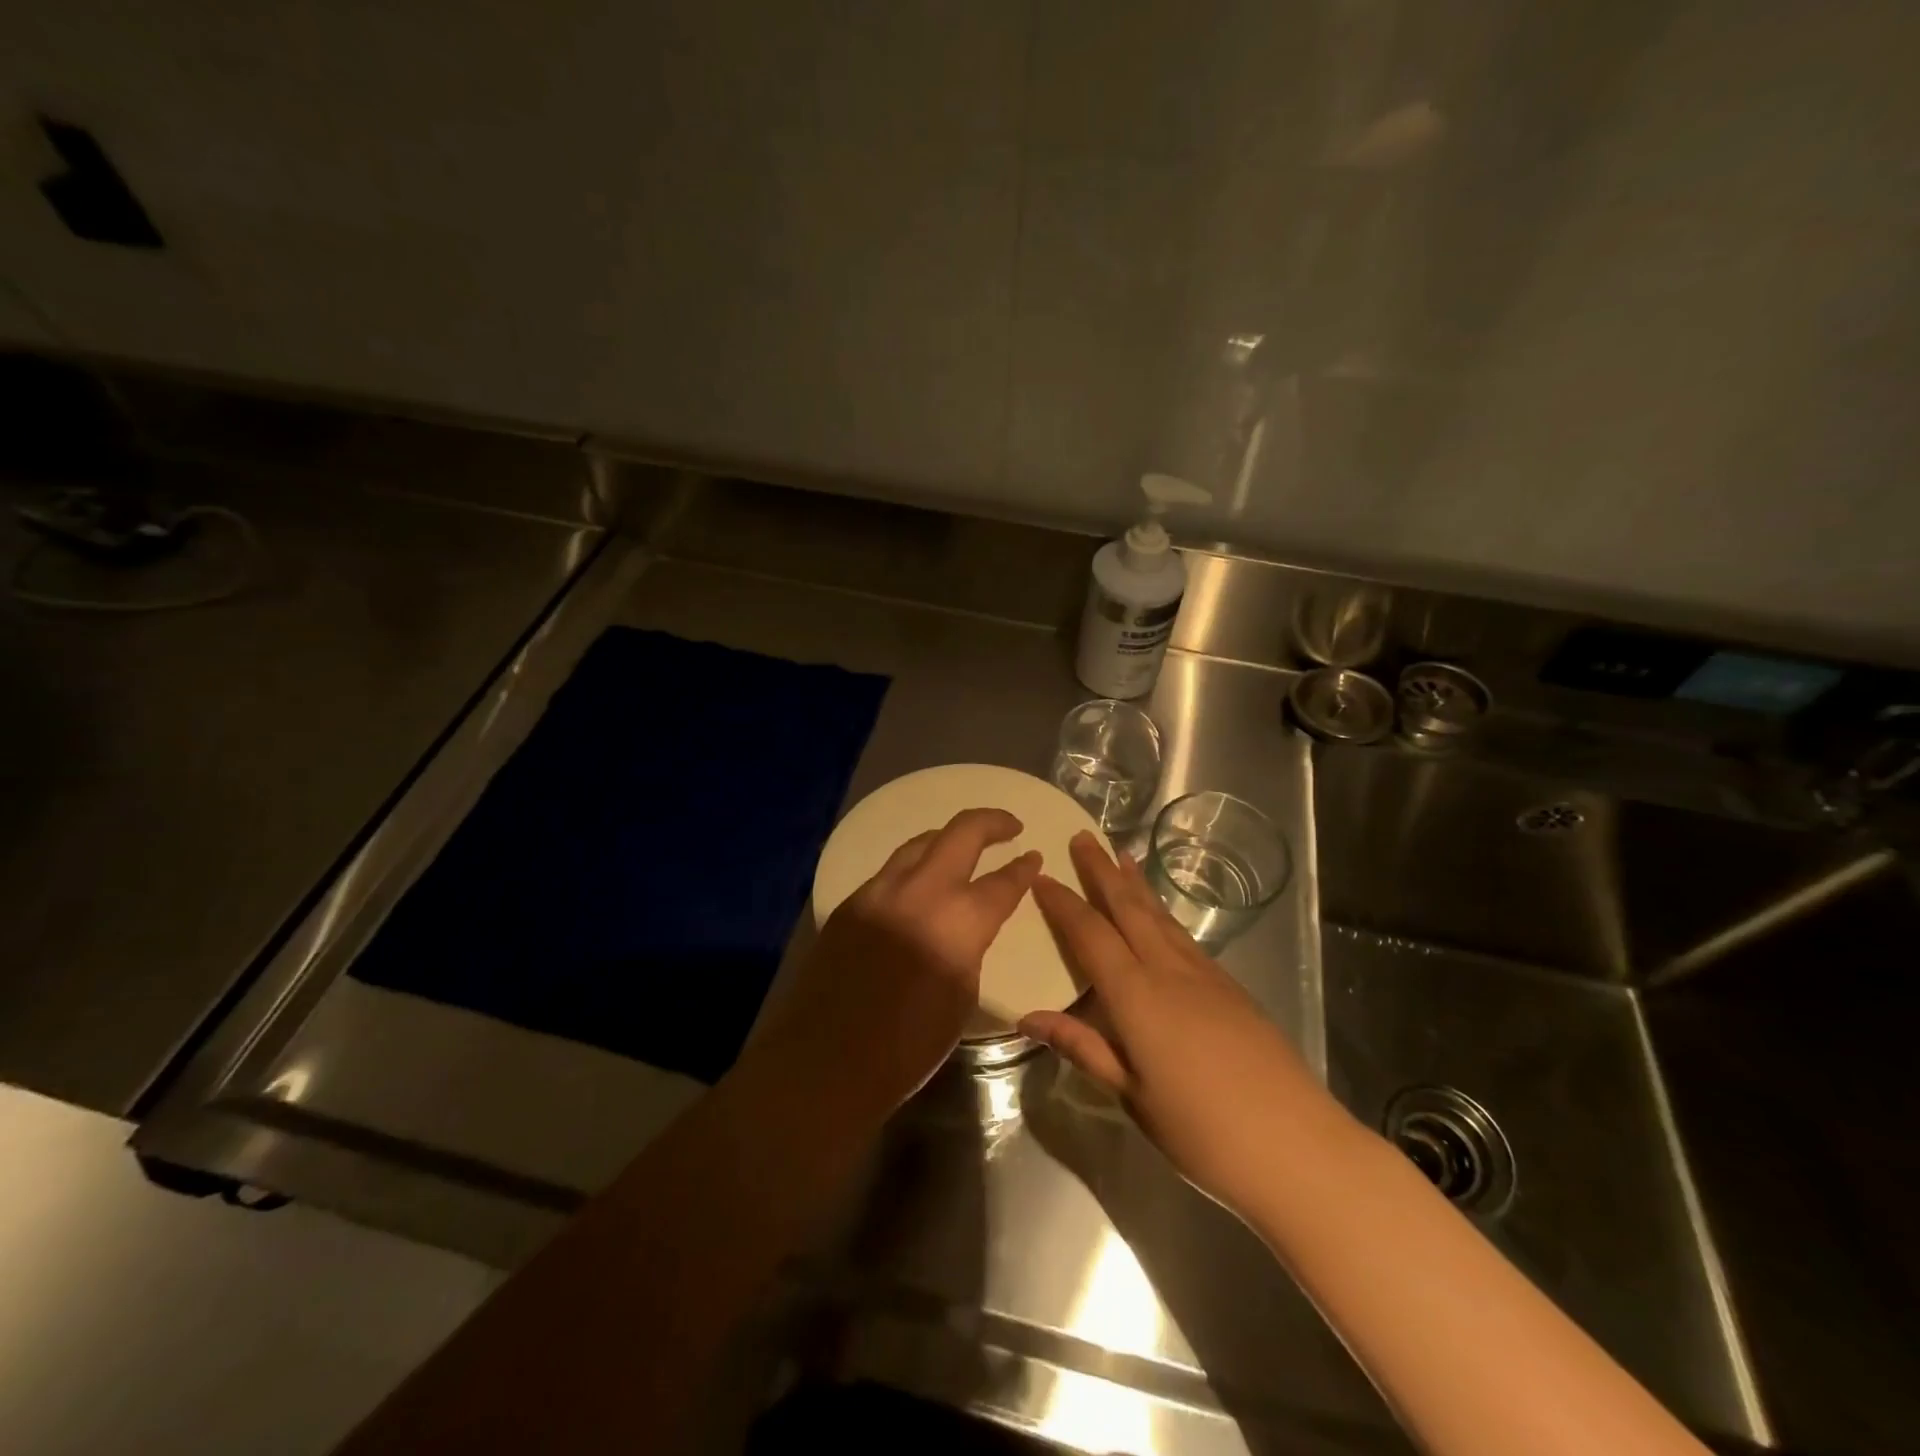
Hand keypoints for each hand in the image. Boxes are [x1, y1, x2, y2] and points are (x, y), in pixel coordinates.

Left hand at [749, 808, 1040, 1124]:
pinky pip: (891, 870)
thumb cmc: (908, 1046)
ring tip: (965, 846)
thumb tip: (969, 926)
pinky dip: (916, 865)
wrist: (825, 1061)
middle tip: (1009, 826)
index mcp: (958, 922)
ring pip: (920, 843)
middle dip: (991, 822)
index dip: (1023, 868)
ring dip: (948, 838)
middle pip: (962, 833)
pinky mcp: (851, 902)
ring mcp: (880, 891)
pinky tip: (921, 882)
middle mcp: (920, 892)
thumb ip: (970, 948)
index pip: (1002, 882)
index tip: (1033, 857)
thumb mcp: (961, 997)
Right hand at [1024, 832, 1348, 1217]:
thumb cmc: (1201, 1131)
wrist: (1297, 1145)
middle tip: (1083, 837)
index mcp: (1136, 995)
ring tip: (1121, 855)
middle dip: (1102, 871)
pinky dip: (1163, 912)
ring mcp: (1205, 975)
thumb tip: (1028, 1017)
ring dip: (1136, 883)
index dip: (1063, 903)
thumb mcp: (1131, 1095)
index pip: (1090, 935)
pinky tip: (1159, 914)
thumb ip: (1082, 1047)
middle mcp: (1169, 971)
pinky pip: (1184, 935)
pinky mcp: (1230, 986)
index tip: (1041, 875)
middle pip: (1129, 908)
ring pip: (1161, 915)